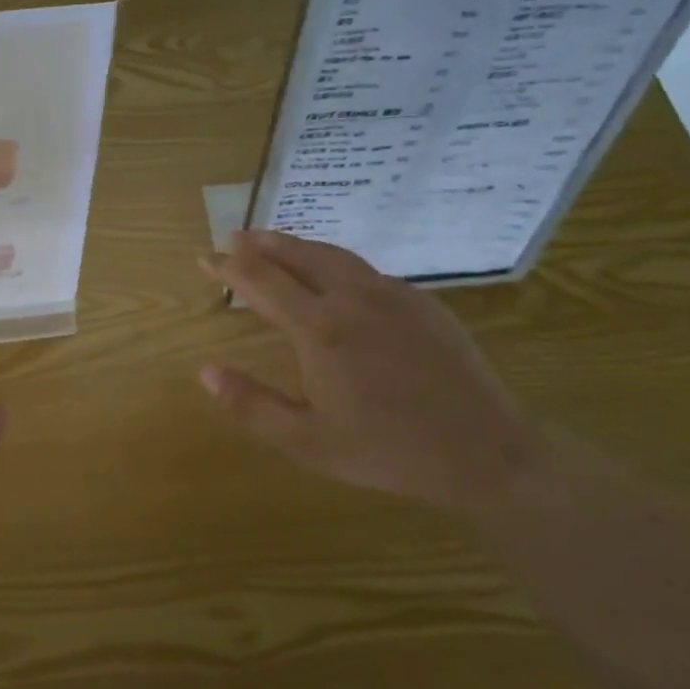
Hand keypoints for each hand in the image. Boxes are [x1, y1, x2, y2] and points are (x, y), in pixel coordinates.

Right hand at [198, 229, 541, 511]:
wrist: (485, 451)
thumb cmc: (388, 451)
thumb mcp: (308, 441)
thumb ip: (252, 405)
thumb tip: (206, 372)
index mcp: (319, 329)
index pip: (260, 281)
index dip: (228, 266)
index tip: (204, 256)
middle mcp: (352, 297)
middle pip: (296, 255)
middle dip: (259, 243)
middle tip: (234, 237)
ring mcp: (392, 294)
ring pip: (333, 255)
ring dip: (296, 245)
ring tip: (273, 242)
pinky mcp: (421, 300)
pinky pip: (366, 270)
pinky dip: (334, 262)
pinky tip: (332, 275)